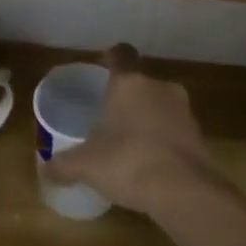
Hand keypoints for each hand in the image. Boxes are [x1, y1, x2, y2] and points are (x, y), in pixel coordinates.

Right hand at [45, 45, 223, 221]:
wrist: (185, 191)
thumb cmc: (128, 162)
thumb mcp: (86, 165)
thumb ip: (63, 165)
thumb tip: (45, 171)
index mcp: (129, 83)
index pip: (121, 55)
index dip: (111, 58)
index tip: (102, 66)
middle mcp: (159, 88)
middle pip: (140, 83)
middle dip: (127, 97)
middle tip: (108, 115)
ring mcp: (184, 111)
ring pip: (160, 106)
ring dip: (147, 118)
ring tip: (128, 142)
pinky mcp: (200, 136)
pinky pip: (174, 130)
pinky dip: (162, 140)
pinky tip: (149, 162)